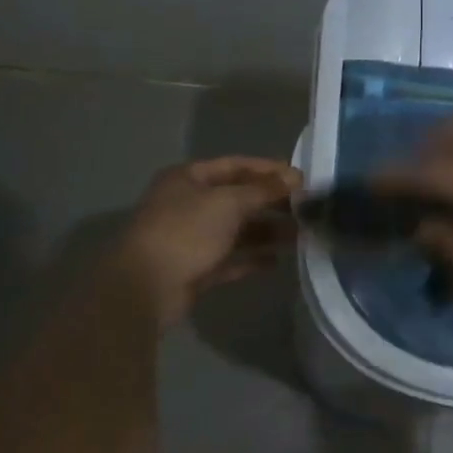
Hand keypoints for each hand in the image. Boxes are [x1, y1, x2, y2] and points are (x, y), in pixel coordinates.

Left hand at [112, 157, 302, 325]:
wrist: (146, 287)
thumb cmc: (186, 232)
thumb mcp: (228, 202)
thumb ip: (263, 190)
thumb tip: (294, 178)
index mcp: (189, 179)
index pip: (235, 166)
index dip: (268, 169)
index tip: (300, 178)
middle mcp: (190, 204)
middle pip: (238, 198)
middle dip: (272, 202)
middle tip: (306, 208)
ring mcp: (193, 238)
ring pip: (237, 230)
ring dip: (267, 231)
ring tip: (300, 235)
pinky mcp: (198, 268)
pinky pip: (231, 258)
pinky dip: (253, 258)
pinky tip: (277, 261)